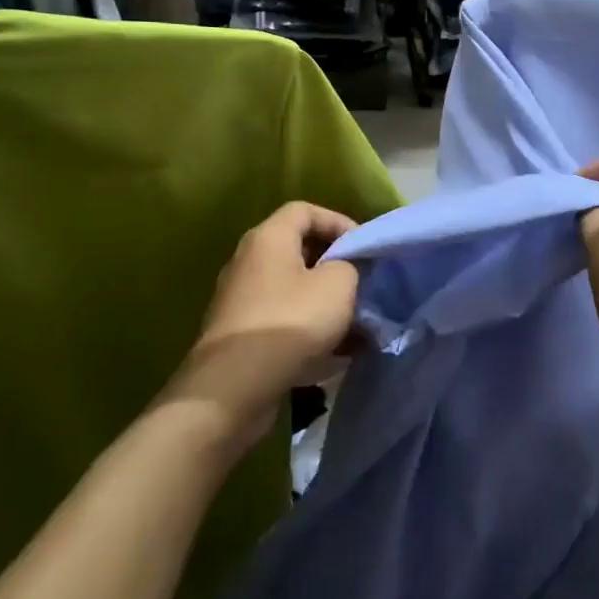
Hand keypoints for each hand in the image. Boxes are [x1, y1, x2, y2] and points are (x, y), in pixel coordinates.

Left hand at [167, 202, 360, 454]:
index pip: (304, 210)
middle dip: (336, 266)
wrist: (235, 387)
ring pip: (294, 290)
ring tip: (357, 322)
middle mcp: (249, 262)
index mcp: (268, 238)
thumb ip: (349, 267)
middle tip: (362, 282)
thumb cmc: (290, 322)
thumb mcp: (338, 284)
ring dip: (327, 302)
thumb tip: (343, 272)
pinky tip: (338, 353)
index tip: (362, 247)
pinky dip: (311, 331)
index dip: (338, 221)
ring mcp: (242, 300)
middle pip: (299, 250)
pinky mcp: (242, 336)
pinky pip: (285, 321)